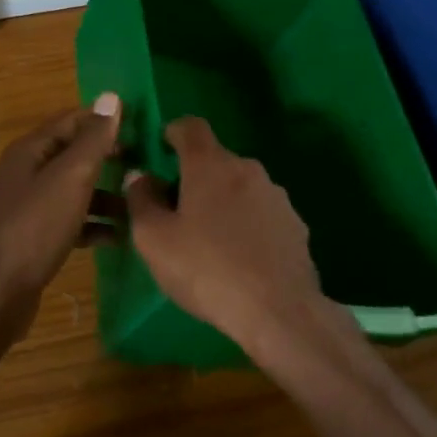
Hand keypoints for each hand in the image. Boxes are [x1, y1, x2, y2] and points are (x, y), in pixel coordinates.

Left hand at [0, 95, 122, 339]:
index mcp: (30, 150)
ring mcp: (29, 207)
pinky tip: (118, 237)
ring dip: (105, 195)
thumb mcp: (71, 177)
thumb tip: (112, 97)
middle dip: (109, 158)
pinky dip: (93, 225)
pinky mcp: (34, 237)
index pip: (72, 120)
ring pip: (74, 190)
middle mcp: (26, 173)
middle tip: (147, 166)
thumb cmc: (35, 227)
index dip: (105, 120)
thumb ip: (93, 139)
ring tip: (139, 205)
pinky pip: (70, 221)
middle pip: (74, 155)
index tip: (142, 128)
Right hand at [123, 116, 360, 372]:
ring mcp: (276, 196)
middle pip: (215, 160)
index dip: (173, 133)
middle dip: (194, 178)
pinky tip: (241, 259)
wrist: (278, 310)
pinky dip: (247, 225)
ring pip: (240, 188)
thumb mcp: (154, 240)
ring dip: (223, 203)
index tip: (161, 152)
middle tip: (177, 213)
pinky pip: (262, 214)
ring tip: (210, 243)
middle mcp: (248, 169)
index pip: (191, 126)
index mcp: (211, 165)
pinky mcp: (295, 224)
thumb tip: (140, 177)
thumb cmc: (206, 270)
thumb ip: (141, 201)